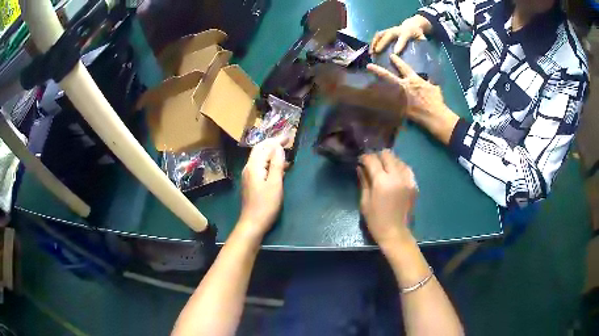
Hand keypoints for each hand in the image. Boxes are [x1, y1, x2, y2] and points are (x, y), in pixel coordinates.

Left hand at [238, 138, 286, 239]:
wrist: (252, 223)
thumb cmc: (266, 205)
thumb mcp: (275, 184)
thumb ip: (276, 164)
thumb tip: (278, 147)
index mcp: (254, 166)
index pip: (265, 147)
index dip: (277, 140)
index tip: (289, 136)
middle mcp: (248, 167)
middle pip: (259, 149)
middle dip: (272, 143)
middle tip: (287, 140)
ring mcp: (248, 175)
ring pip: (259, 157)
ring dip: (271, 151)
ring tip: (285, 150)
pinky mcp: (251, 182)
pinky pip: (260, 165)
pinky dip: (269, 161)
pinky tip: (279, 166)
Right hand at [358, 150, 417, 248]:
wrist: (395, 232)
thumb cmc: (376, 220)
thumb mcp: (365, 201)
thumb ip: (364, 181)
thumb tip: (360, 168)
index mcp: (382, 182)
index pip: (373, 160)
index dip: (365, 157)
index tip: (361, 160)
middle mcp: (397, 177)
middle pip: (387, 155)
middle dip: (378, 156)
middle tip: (372, 163)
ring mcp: (408, 180)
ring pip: (398, 159)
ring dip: (390, 161)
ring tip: (384, 168)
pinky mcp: (414, 184)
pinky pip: (407, 169)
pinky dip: (399, 168)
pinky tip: (395, 174)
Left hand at [367, 54, 458, 144]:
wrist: (434, 115)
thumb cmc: (436, 101)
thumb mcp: (434, 88)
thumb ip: (428, 83)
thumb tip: (428, 80)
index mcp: (413, 80)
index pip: (403, 67)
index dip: (397, 61)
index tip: (391, 56)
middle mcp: (404, 86)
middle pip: (388, 76)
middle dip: (378, 70)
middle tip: (368, 66)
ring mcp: (400, 97)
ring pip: (386, 89)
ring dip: (377, 86)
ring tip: (367, 84)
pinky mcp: (399, 108)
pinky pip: (389, 104)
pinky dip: (382, 102)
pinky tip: (375, 101)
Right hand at [370, 15, 430, 54]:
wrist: (412, 24)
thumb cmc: (417, 34)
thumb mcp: (422, 38)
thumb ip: (422, 44)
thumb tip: (425, 56)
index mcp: (406, 32)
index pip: (402, 38)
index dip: (399, 44)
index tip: (395, 53)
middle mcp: (396, 29)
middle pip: (387, 35)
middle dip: (382, 43)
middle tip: (377, 52)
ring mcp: (389, 29)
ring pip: (380, 35)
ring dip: (374, 43)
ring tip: (371, 53)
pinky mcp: (385, 31)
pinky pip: (377, 36)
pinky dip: (373, 42)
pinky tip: (371, 51)